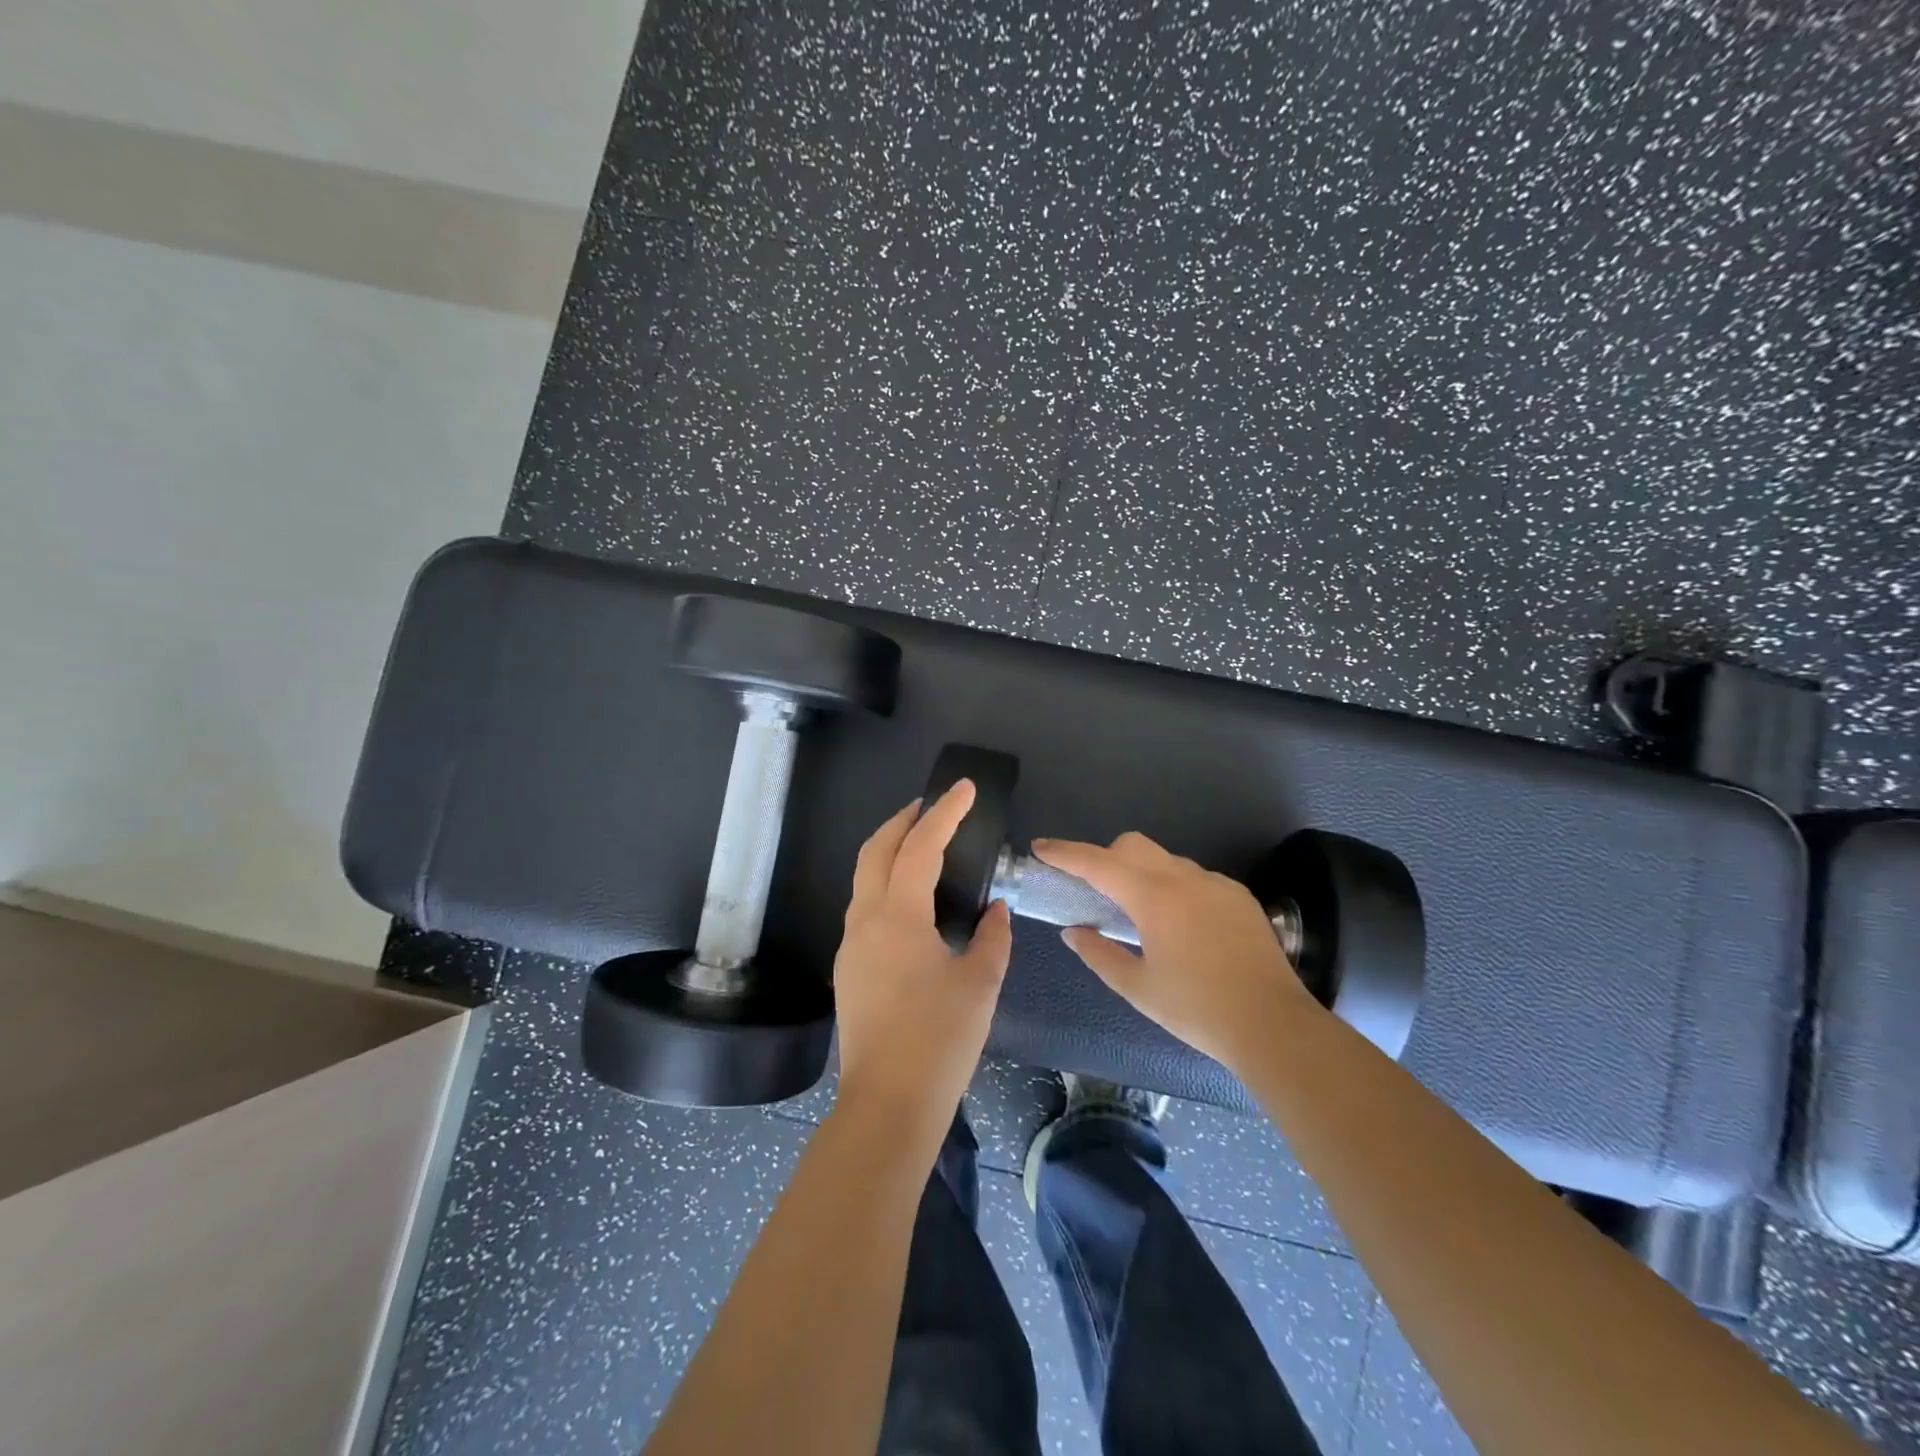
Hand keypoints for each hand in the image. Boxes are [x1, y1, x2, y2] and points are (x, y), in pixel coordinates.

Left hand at [833, 781, 1012, 1140]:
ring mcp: (850, 944)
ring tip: (923, 845)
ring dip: (890, 851)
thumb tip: (994, 910)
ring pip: (864, 878)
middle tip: (933, 806)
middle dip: (902, 820)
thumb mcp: (980, 984)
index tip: (963, 789)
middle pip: (875, 850)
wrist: (888, 1104)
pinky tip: (911, 899)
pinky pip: (864, 906)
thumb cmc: (940, 1040)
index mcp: (898, 917)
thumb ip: (992, 938)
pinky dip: (885, 883)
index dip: (944, 813)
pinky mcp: (848, 968)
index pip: (920, 847)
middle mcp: (865, 920)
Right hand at [1032, 832, 1319, 1069]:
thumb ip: (1099, 954)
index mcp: (1154, 899)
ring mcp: (1215, 883)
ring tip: (1140, 915)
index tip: (1041, 847)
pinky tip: (1181, 925)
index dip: (1066, 853)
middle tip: (1094, 890)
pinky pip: (1194, 877)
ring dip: (1141, 873)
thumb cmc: (1197, 1010)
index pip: (1099, 863)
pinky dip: (1174, 887)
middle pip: (1132, 845)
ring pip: (1165, 859)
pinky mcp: (1238, 895)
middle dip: (1105, 857)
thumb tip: (1074, 931)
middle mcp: (1184, 879)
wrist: (1273, 1024)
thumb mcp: (1137, 988)